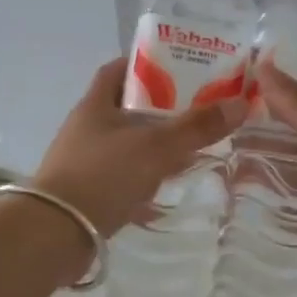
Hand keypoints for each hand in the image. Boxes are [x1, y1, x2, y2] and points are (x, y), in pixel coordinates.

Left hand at [30, 59, 247, 235]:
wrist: (56, 233)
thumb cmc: (104, 176)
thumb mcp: (156, 147)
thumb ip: (197, 127)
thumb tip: (240, 104)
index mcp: (95, 104)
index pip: (118, 69)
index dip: (146, 63)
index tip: (179, 66)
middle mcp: (87, 128)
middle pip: (128, 107)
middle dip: (161, 107)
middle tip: (198, 108)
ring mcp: (85, 161)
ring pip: (127, 143)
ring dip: (155, 144)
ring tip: (190, 146)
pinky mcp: (88, 192)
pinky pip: (123, 175)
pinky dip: (145, 176)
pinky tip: (166, 185)